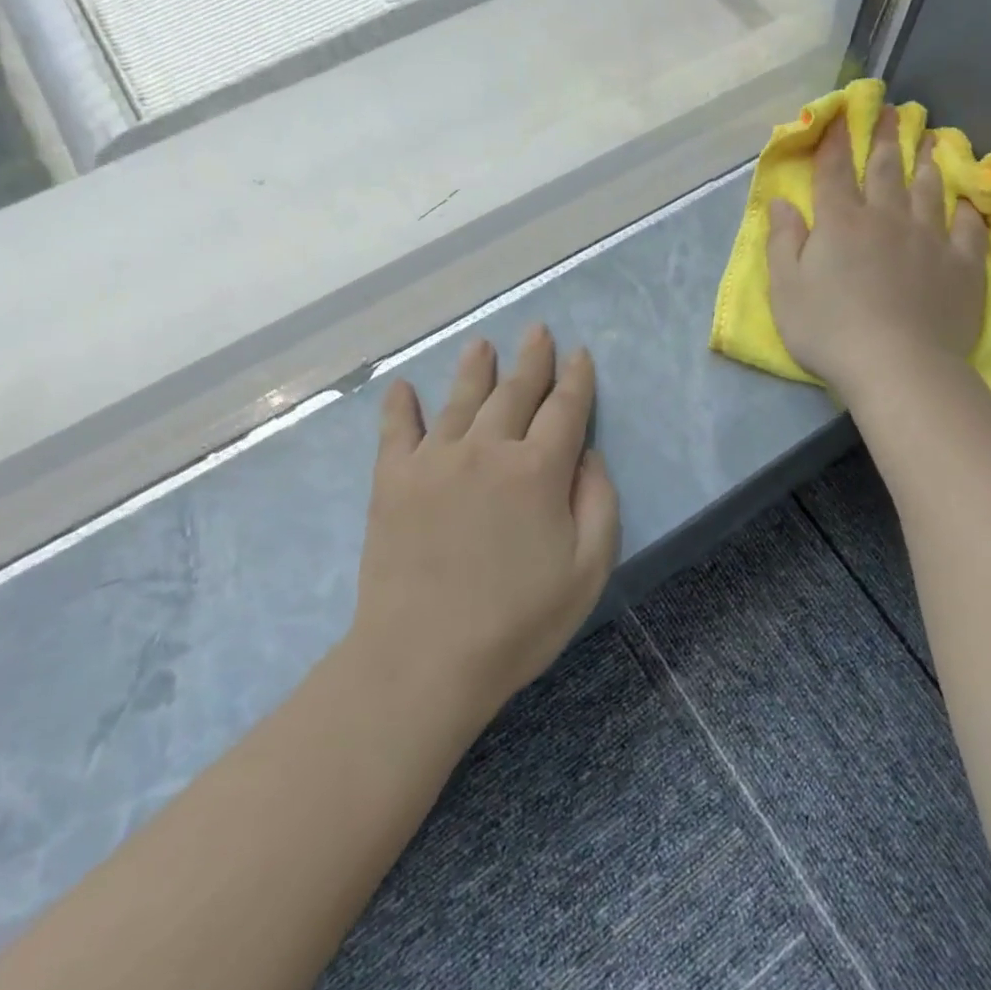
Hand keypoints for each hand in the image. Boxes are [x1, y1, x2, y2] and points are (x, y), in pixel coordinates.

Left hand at [346, 325, 619, 717]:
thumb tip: (587, 455)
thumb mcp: (588, 569)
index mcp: (538, 470)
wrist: (423, 659)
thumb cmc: (518, 621)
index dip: (576, 379)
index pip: (565, 408)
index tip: (580, 354)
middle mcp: (487, 449)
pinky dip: (400, 406)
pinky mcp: (393, 481)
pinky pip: (396, 430)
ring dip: (475, 368)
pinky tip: (402, 387)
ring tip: (482, 343)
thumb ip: (598, 502)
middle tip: (538, 330)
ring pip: (460, 399)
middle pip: (515, 392)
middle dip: (532, 359)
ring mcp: (435, 460)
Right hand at [768, 108, 987, 404]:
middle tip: (893, 111)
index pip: (835, 172)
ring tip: (932, 139)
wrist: (897, 365)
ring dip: (929, 161)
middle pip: (886, 169)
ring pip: (929, 190)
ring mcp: (929, 239)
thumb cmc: (830, 330)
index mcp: (840, 223)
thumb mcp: (786, 289)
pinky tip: (966, 201)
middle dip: (886, 137)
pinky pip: (967, 228)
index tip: (842, 115)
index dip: (836, 142)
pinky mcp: (961, 264)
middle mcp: (886, 219)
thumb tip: (781, 202)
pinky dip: (965, 210)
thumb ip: (782, 242)